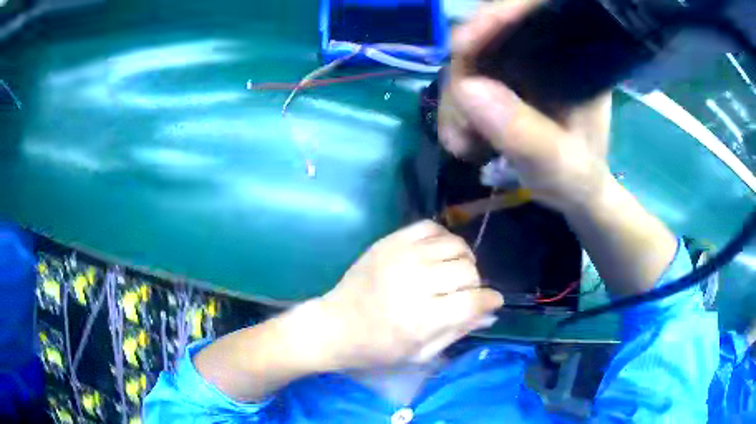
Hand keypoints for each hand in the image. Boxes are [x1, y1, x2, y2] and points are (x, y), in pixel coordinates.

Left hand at [319, 220, 502, 368]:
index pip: (473, 301)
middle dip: (475, 283)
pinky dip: (442, 238)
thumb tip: (490, 313)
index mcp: (421, 319)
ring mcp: (400, 257)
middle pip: (467, 269)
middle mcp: (413, 283)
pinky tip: (437, 253)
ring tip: (453, 272)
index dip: (490, 301)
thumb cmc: (377, 348)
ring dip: (462, 259)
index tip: (492, 302)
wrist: (335, 325)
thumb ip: (458, 331)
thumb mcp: (420, 353)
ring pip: (454, 244)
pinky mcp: (388, 242)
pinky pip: (429, 227)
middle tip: (465, 292)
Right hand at [438, 0, 612, 212]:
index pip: (531, 15)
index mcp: (575, 59)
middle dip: (464, 75)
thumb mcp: (561, 167)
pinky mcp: (500, 77)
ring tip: (464, 145)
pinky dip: (455, 109)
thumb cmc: (579, 178)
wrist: (573, 190)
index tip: (463, 45)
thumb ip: (526, 135)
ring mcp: (518, 62)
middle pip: (487, 34)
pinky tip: (462, 140)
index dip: (494, 19)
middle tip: (462, 126)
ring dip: (455, 100)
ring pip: (468, 58)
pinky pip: (463, 79)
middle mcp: (545, 50)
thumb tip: (467, 88)